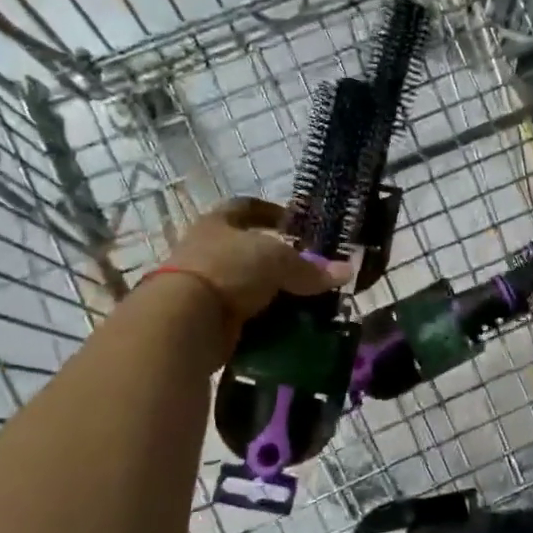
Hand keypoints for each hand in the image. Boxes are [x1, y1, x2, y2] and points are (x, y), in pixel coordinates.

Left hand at [159, 198, 347, 329]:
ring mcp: (202, 286)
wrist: (185, 321)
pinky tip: (285, 326)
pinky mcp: (205, 320)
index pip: (245, 207)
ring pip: (246, 285)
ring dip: (271, 294)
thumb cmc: (229, 270)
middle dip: (277, 260)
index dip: (271, 211)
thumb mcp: (278, 262)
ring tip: (302, 302)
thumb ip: (311, 269)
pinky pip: (242, 316)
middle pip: (247, 250)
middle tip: (307, 271)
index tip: (294, 223)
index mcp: (218, 223)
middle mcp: (206, 250)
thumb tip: (347, 270)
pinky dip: (262, 321)